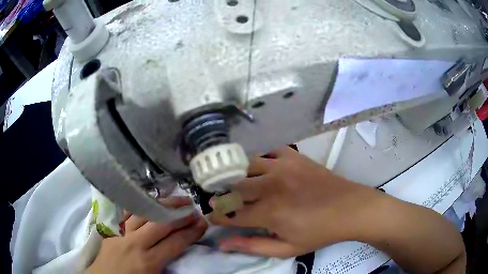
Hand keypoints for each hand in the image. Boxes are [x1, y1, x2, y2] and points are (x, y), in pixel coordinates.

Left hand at [87, 197, 206, 273]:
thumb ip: (168, 267)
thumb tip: (181, 253)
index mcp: (147, 262)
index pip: (175, 243)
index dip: (191, 232)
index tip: (203, 224)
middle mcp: (135, 243)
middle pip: (161, 224)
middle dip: (180, 215)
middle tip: (193, 209)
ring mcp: (121, 233)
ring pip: (144, 213)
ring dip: (162, 205)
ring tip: (176, 200)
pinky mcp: (112, 229)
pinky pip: (127, 212)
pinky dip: (140, 206)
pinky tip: (149, 202)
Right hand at [209, 146, 380, 256]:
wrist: (350, 209)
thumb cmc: (319, 233)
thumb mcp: (287, 249)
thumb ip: (252, 246)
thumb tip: (222, 244)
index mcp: (269, 212)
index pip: (231, 214)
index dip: (217, 216)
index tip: (212, 216)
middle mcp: (271, 186)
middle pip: (233, 187)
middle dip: (222, 195)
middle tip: (221, 200)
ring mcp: (283, 166)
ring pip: (246, 165)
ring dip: (238, 176)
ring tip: (239, 184)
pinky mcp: (294, 156)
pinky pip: (269, 151)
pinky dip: (262, 159)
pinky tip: (264, 168)